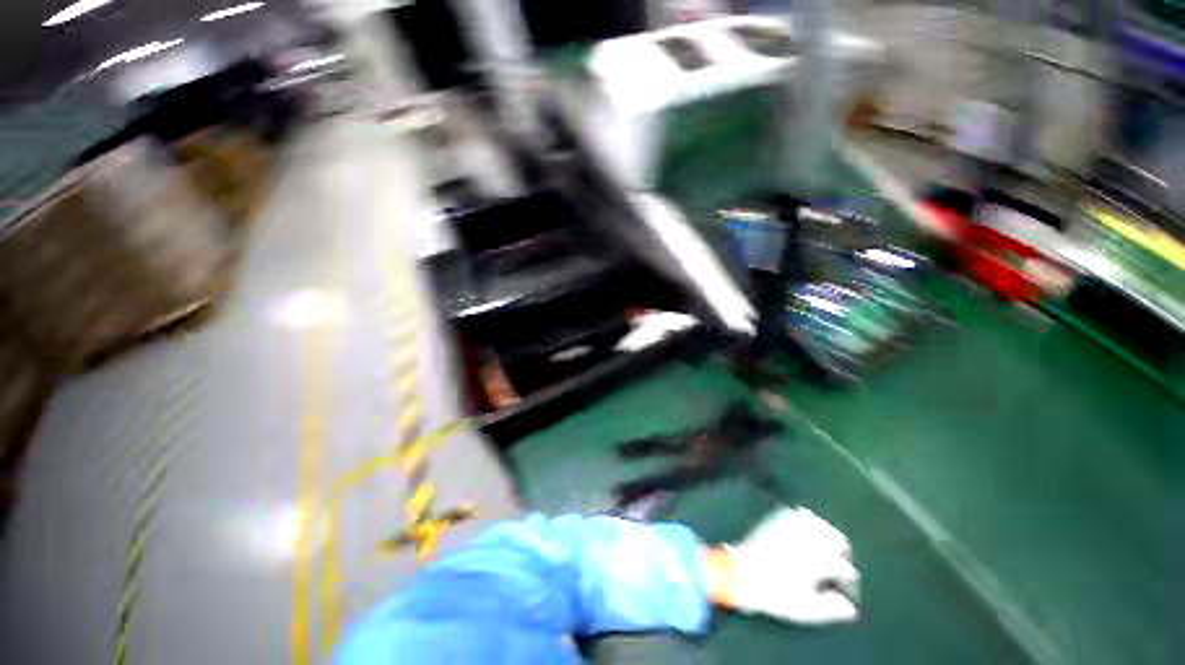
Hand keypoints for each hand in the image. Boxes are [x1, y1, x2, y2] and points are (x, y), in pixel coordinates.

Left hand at [709, 507, 858, 624]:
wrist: (741, 573)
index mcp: (816, 561)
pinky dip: (807, 521)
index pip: (844, 568)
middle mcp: (805, 539)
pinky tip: (806, 532)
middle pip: (837, 539)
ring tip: (825, 548)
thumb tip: (851, 609)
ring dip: (826, 534)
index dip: (848, 582)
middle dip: (841, 554)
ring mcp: (790, 526)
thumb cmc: (773, 594)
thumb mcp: (804, 609)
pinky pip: (798, 513)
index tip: (845, 589)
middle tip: (838, 566)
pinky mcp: (776, 519)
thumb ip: (831, 609)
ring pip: (820, 523)